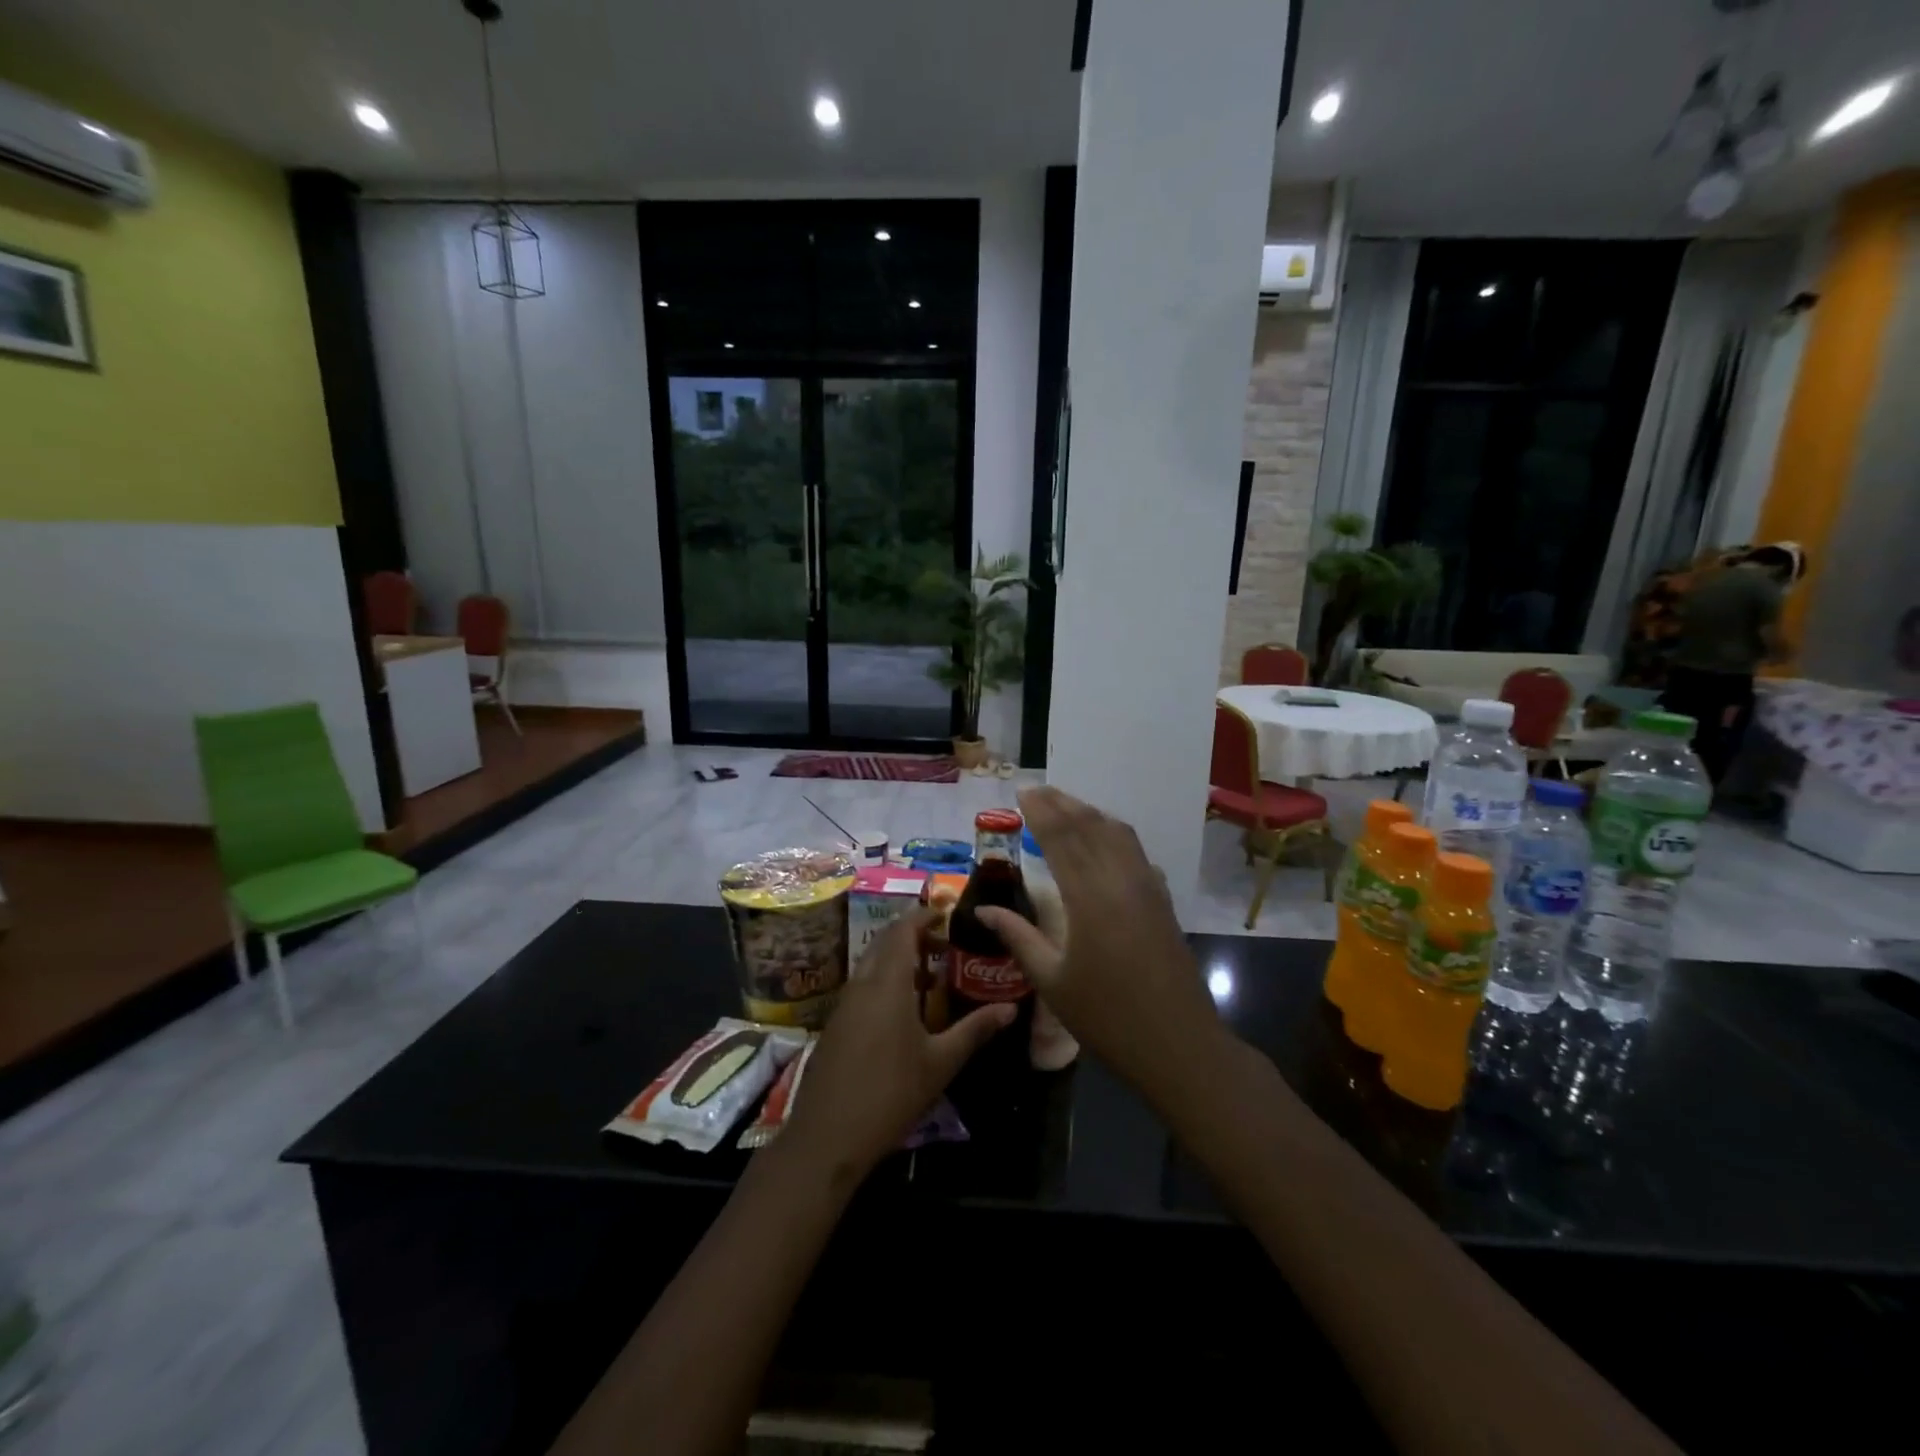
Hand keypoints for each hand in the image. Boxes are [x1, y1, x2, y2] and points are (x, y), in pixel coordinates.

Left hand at [782, 908, 1014, 1176]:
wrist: (827, 1137)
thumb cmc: (891, 1094)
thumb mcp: (940, 1063)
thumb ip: (975, 1030)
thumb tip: (1010, 1008)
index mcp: (888, 983)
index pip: (902, 931)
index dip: (922, 916)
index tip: (945, 912)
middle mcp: (862, 984)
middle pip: (884, 942)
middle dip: (912, 935)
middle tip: (944, 944)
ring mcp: (844, 1004)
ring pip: (871, 964)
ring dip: (898, 959)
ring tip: (931, 976)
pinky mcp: (836, 1024)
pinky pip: (862, 985)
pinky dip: (884, 980)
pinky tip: (903, 1009)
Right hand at [975, 786, 1219, 1094]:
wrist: (1178, 1044)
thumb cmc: (1107, 1018)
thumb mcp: (1052, 981)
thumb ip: (1018, 937)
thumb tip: (983, 910)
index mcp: (1088, 898)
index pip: (1061, 839)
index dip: (1041, 812)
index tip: (1023, 792)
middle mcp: (1120, 880)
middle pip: (1090, 827)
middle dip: (1062, 804)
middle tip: (1038, 790)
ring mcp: (1147, 887)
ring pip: (1118, 834)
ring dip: (1090, 814)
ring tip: (1066, 806)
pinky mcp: (1163, 900)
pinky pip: (1136, 851)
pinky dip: (1114, 834)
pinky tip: (1105, 841)